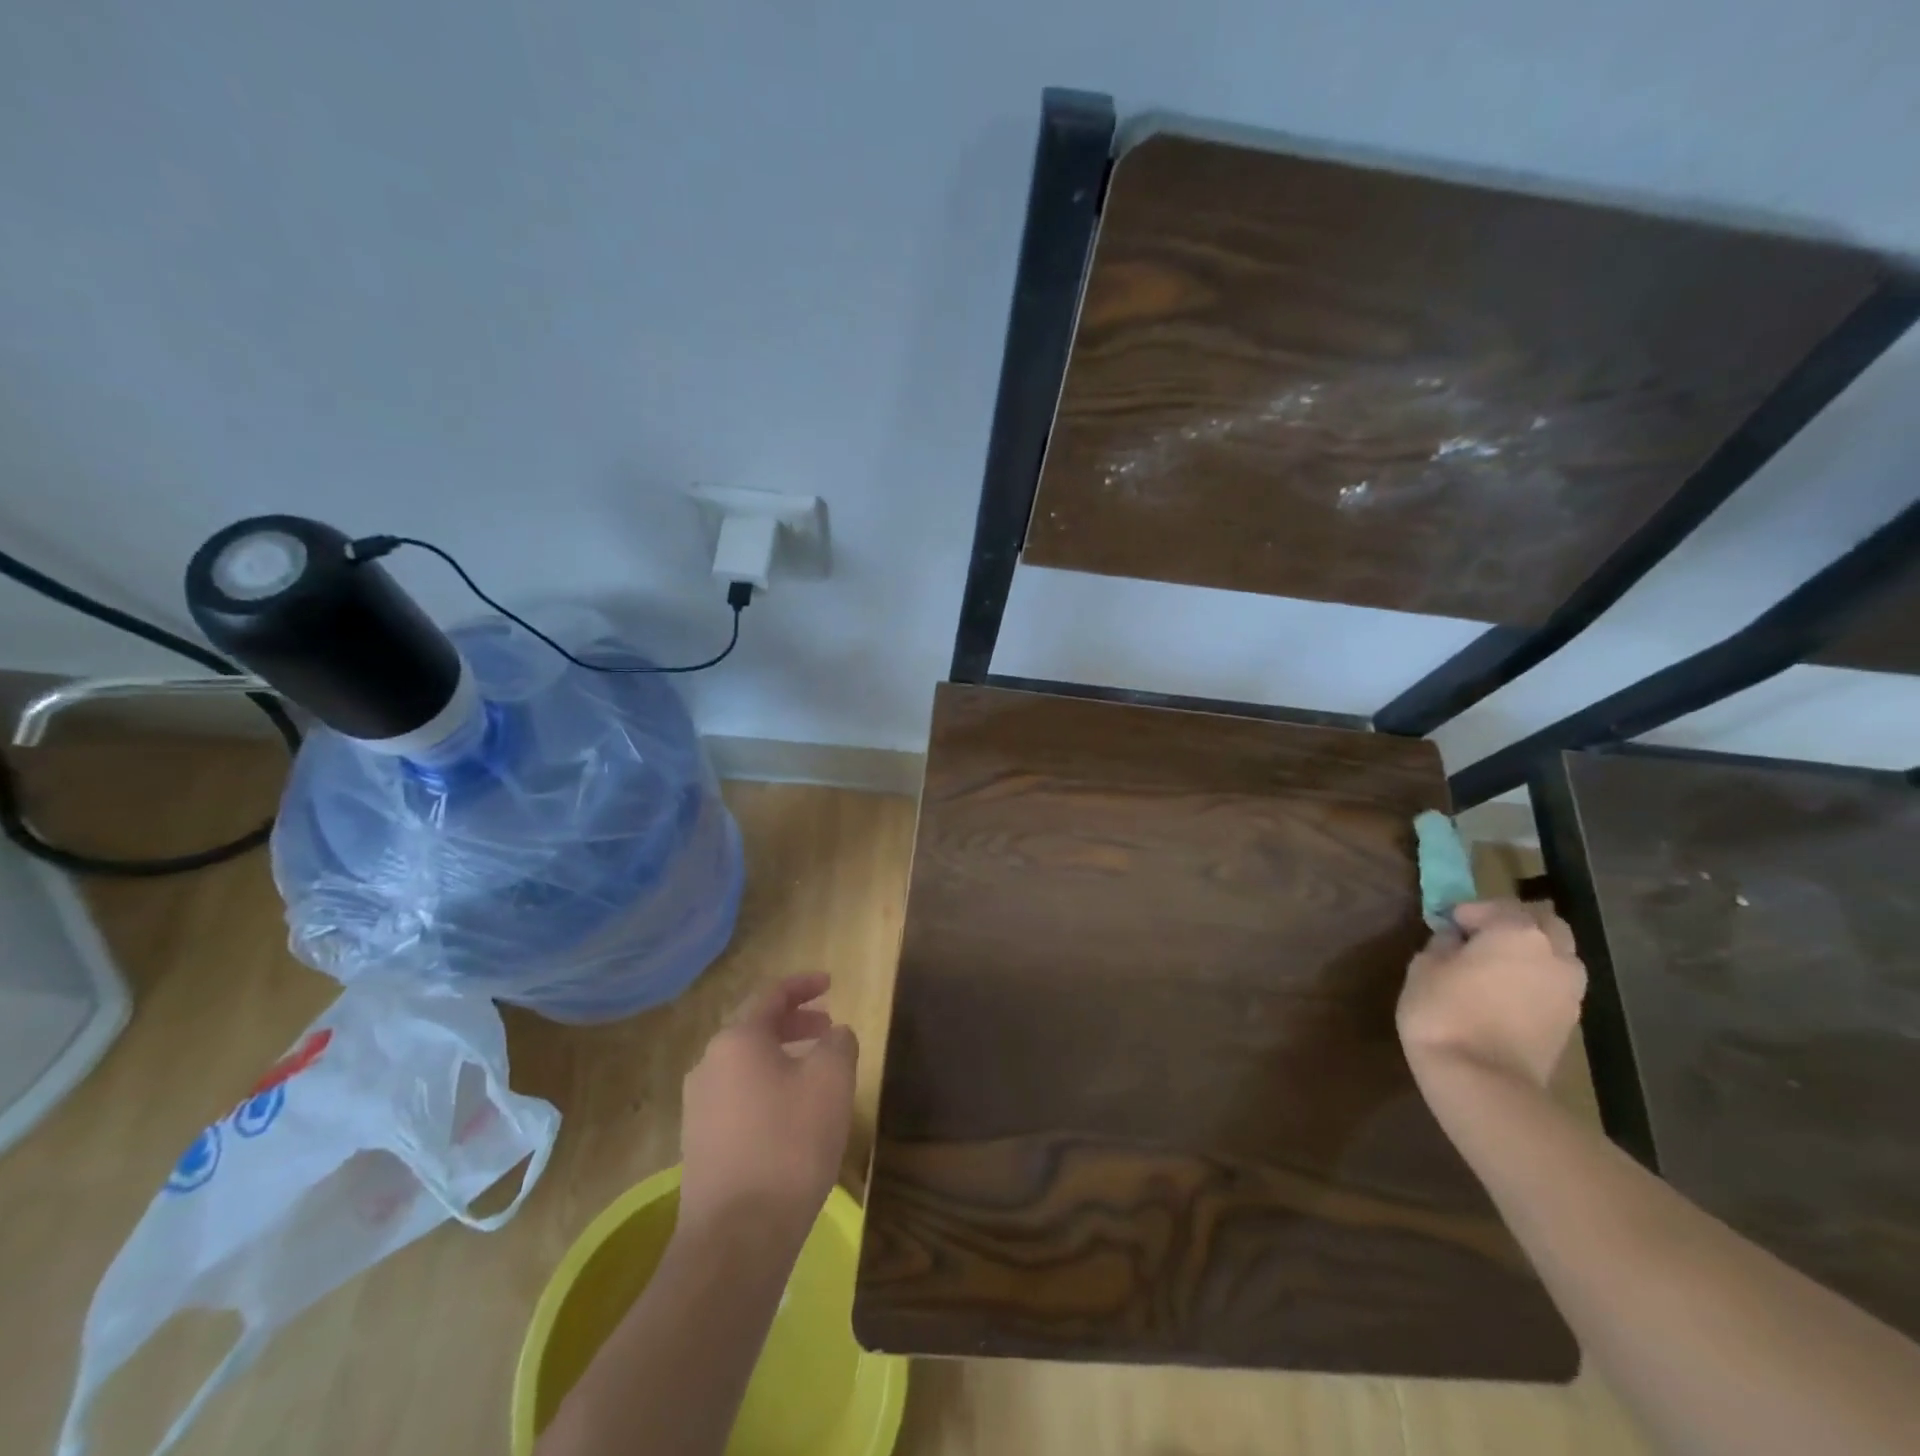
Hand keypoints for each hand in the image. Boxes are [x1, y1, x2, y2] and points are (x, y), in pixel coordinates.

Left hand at [678, 973, 858, 1248]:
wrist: (736, 1238)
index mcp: (737, 1039)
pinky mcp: (700, 1143)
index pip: (772, 995)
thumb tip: (834, 1035)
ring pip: (746, 1063)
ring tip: (814, 1069)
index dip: (804, 984)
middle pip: (755, 1027)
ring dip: (782, 1055)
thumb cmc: (789, 1144)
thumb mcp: (831, 1081)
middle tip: (828, 1026)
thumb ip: (838, 1043)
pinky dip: (768, 1086)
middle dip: (795, 1022)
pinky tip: (791, 1111)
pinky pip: (738, 1095)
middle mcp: (709, 1064)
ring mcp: (698, 1106)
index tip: (831, 983)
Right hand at [1397, 899, 1585, 1089]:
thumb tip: (1455, 940)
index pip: (1494, 906)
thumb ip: (1443, 945)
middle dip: (1513, 924)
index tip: (1445, 925)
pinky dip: (1535, 981)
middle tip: (1479, 938)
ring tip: (1494, 968)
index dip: (1467, 912)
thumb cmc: (1444, 1012)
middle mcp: (1555, 954)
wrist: (1483, 1081)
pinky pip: (1555, 985)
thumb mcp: (1423, 967)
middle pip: (1544, 923)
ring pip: (1557, 955)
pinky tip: (1506, 995)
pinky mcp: (1570, 1021)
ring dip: (1531, 953)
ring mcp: (1570, 990)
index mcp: (1517, 932)